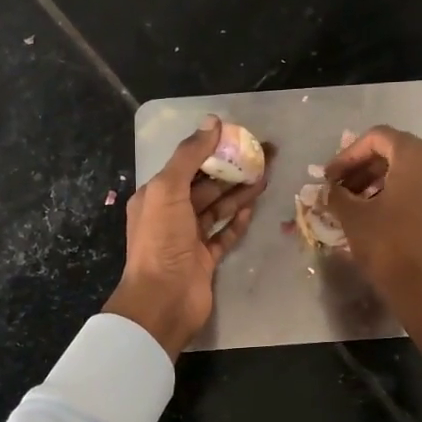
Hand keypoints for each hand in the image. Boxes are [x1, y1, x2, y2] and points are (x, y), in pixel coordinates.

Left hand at [104, 117, 266, 358]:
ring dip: (239, 192)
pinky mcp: (205, 260)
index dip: (213, 149)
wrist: (163, 299)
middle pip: (206, 186)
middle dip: (232, 170)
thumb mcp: (168, 189)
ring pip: (217, 209)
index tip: (240, 137)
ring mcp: (189, 239)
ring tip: (265, 176)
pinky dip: (238, 220)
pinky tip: (253, 206)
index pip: (187, 165)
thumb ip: (189, 155)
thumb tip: (212, 121)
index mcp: (156, 196)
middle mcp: (170, 215)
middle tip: (263, 156)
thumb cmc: (161, 240)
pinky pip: (224, 234)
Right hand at [327, 126, 421, 405]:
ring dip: (382, 183)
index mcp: (418, 157)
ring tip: (359, 206)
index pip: (378, 138)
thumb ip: (336, 195)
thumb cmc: (390, 249)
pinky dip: (403, 197)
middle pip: (397, 153)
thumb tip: (327, 189)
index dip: (348, 154)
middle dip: (364, 169)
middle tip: (341, 190)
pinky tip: (384, 220)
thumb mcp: (354, 219)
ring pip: (413, 173)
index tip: (330, 177)